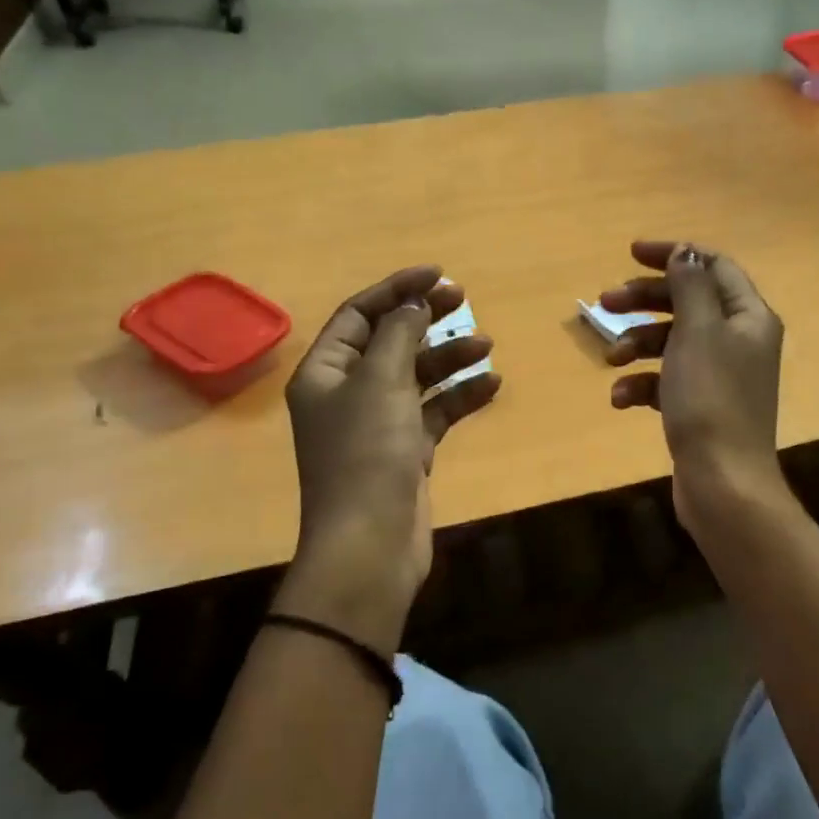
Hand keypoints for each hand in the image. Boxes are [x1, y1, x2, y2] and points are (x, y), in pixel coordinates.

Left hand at [281, 265, 499, 645]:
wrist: (371, 544)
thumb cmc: (367, 453)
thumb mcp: (381, 382)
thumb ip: (399, 334)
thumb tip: (414, 303)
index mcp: (326, 372)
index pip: (359, 315)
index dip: (396, 289)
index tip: (437, 274)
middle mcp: (347, 393)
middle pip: (389, 341)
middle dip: (425, 319)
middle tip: (463, 299)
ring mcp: (378, 424)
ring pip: (416, 376)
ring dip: (449, 358)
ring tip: (487, 346)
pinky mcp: (406, 451)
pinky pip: (435, 411)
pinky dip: (460, 397)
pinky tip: (492, 385)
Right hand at [601, 241, 786, 533]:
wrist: (721, 482)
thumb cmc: (710, 398)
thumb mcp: (697, 331)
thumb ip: (690, 286)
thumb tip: (686, 252)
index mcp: (748, 316)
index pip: (713, 267)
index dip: (673, 255)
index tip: (630, 254)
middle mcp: (739, 340)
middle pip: (687, 302)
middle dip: (644, 301)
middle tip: (604, 303)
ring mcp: (719, 375)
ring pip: (672, 341)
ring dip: (637, 344)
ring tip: (611, 359)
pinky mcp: (700, 405)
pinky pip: (667, 380)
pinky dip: (642, 384)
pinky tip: (621, 400)